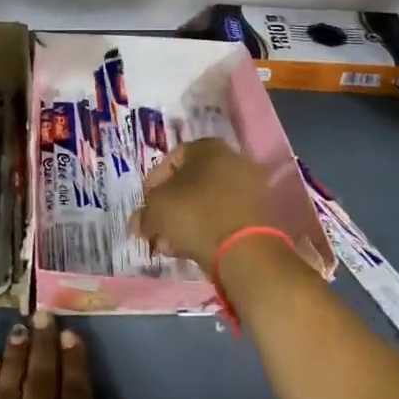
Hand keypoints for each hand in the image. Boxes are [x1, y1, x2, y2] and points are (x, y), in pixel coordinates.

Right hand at [131, 138, 276, 265]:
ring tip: (169, 245)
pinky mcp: (259, 215)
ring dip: (184, 222)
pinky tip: (189, 249)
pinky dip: (205, 230)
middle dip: (168, 208)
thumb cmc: (195, 215)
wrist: (245, 251)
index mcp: (208, 147)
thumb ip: (144, 213)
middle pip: (189, 183)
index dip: (152, 184)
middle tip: (155, 229)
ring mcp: (250, 188)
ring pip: (206, 203)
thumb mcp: (156, 209)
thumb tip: (139, 223)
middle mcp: (233, 160)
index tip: (145, 206)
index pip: (171, 160)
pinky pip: (223, 218)